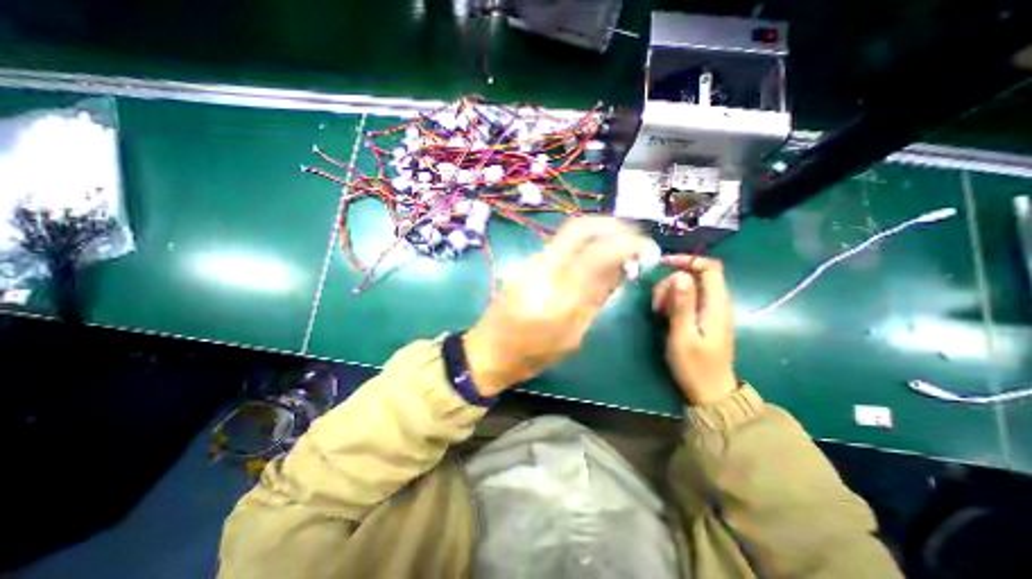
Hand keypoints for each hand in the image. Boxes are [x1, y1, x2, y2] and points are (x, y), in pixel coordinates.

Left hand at [467, 217, 645, 398]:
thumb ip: (596, 299)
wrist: (488, 350)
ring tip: (619, 244)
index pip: (597, 253)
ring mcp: (530, 262)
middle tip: (633, 237)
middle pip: (579, 227)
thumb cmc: (532, 354)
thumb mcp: (572, 336)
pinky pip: (560, 243)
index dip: (626, 244)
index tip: (646, 248)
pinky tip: (594, 254)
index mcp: (556, 296)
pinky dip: (583, 241)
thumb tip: (621, 269)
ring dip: (598, 231)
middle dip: (612, 225)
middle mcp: (541, 269)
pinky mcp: (525, 262)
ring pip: (569, 232)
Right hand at [652, 255, 733, 404]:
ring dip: (670, 292)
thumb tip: (680, 275)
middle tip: (657, 304)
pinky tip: (664, 315)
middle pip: (695, 275)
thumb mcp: (683, 336)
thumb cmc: (695, 367)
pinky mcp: (704, 318)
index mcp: (716, 305)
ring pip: (689, 286)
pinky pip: (688, 298)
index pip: (710, 267)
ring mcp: (711, 311)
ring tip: (659, 312)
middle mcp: (718, 303)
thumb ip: (682, 305)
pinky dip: (673, 301)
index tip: (663, 265)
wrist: (710, 392)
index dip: (688, 260)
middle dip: (672, 282)